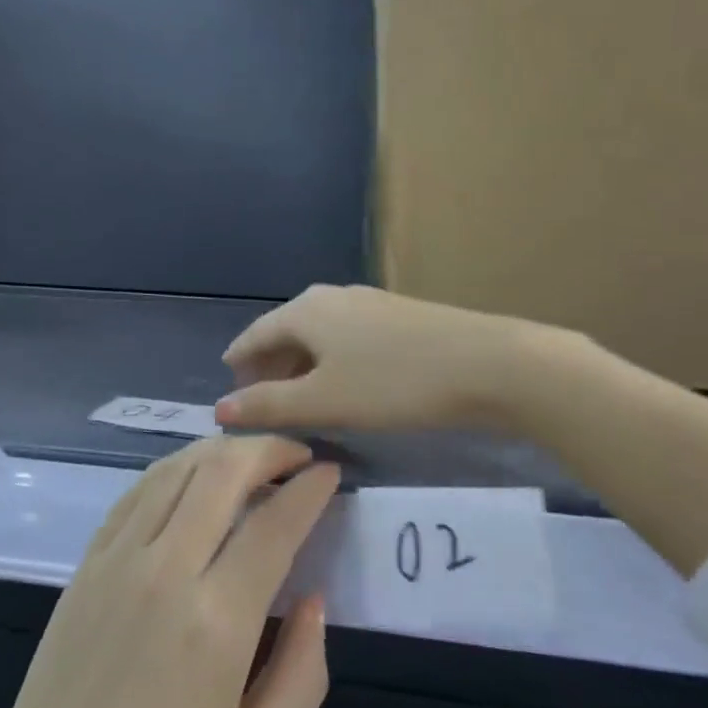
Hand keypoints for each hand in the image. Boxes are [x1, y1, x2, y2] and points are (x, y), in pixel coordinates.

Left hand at [0, 436, 339, 707]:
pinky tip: (193, 475)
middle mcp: (166, 570)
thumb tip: (313, 596)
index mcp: (217, 623)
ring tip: (252, 456)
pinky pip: (138, 491)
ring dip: (222, 449)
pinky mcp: (89, 559)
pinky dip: (175, 468)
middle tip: (297, 454)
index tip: (330, 472)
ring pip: (177, 468)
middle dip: (268, 449)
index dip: (309, 488)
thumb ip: (301, 672)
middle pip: (223, 472)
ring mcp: (119, 558)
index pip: (274, 524)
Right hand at [216, 283, 574, 433]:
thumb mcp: (324, 401)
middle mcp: (331, 297)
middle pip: (286, 332)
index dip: (238, 362)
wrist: (489, 364)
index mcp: (305, 311)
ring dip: (301, 365)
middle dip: (269, 365)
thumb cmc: (394, 383)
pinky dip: (331, 360)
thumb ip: (269, 405)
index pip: (255, 334)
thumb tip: (219, 410)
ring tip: (299, 397)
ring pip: (319, 335)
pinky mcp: (398, 316)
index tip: (229, 386)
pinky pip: (347, 337)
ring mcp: (369, 303)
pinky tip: (344, 384)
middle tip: (260, 399)